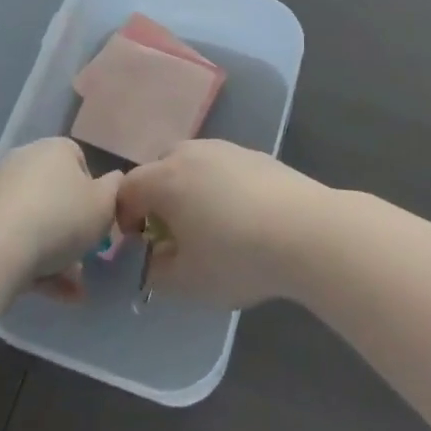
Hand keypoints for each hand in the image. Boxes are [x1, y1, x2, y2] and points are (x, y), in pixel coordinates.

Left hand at [0, 138, 120, 300]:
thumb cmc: (59, 218)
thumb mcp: (104, 205)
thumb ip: (115, 190)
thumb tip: (115, 181)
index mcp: (55, 149)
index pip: (79, 161)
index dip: (92, 192)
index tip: (97, 220)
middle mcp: (23, 160)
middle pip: (55, 194)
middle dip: (71, 228)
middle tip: (84, 258)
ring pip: (34, 221)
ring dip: (54, 253)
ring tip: (71, 290)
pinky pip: (13, 239)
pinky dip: (31, 263)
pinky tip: (49, 293)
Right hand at [114, 141, 333, 308]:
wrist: (307, 231)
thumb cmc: (237, 256)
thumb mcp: (187, 281)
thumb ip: (156, 271)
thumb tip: (153, 259)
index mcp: (165, 179)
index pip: (127, 189)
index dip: (124, 217)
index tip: (139, 245)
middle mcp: (191, 153)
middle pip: (159, 170)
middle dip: (157, 200)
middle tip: (172, 234)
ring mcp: (226, 149)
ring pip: (193, 166)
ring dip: (190, 191)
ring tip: (210, 226)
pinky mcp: (256, 155)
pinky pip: (223, 168)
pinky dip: (220, 188)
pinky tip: (243, 218)